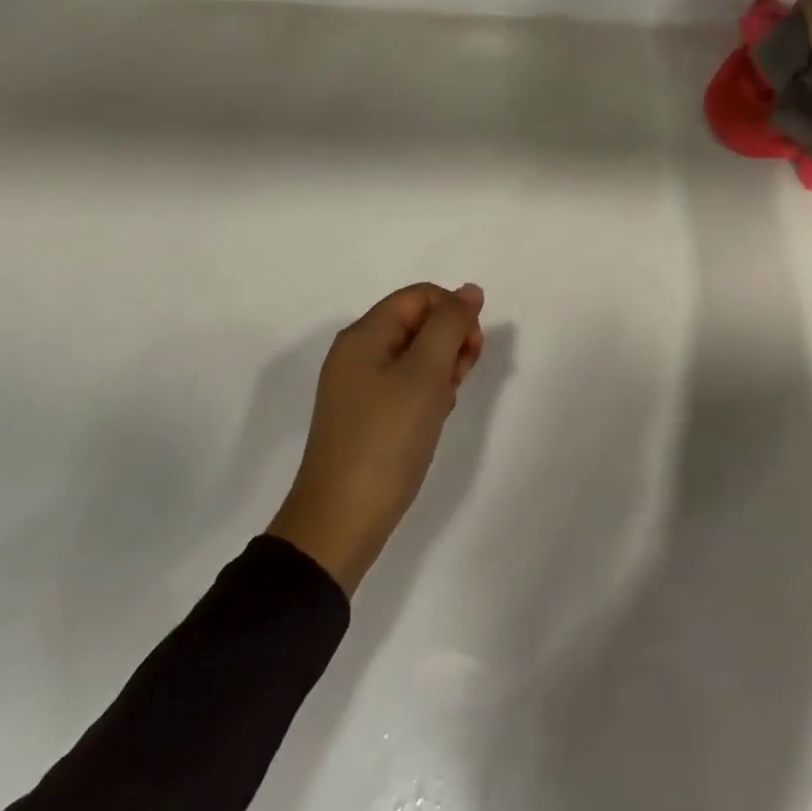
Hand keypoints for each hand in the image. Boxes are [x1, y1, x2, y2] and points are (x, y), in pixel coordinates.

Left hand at [268, 283, 485, 594]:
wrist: (342, 520)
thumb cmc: (387, 440)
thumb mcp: (425, 374)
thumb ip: (451, 324)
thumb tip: (469, 290)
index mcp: (364, 335)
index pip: (421, 296)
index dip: (454, 313)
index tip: (470, 351)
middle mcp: (357, 354)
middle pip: (418, 323)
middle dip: (450, 342)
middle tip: (459, 378)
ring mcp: (359, 386)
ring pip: (416, 355)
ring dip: (442, 369)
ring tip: (445, 403)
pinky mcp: (366, 415)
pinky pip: (406, 384)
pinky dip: (428, 393)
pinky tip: (434, 419)